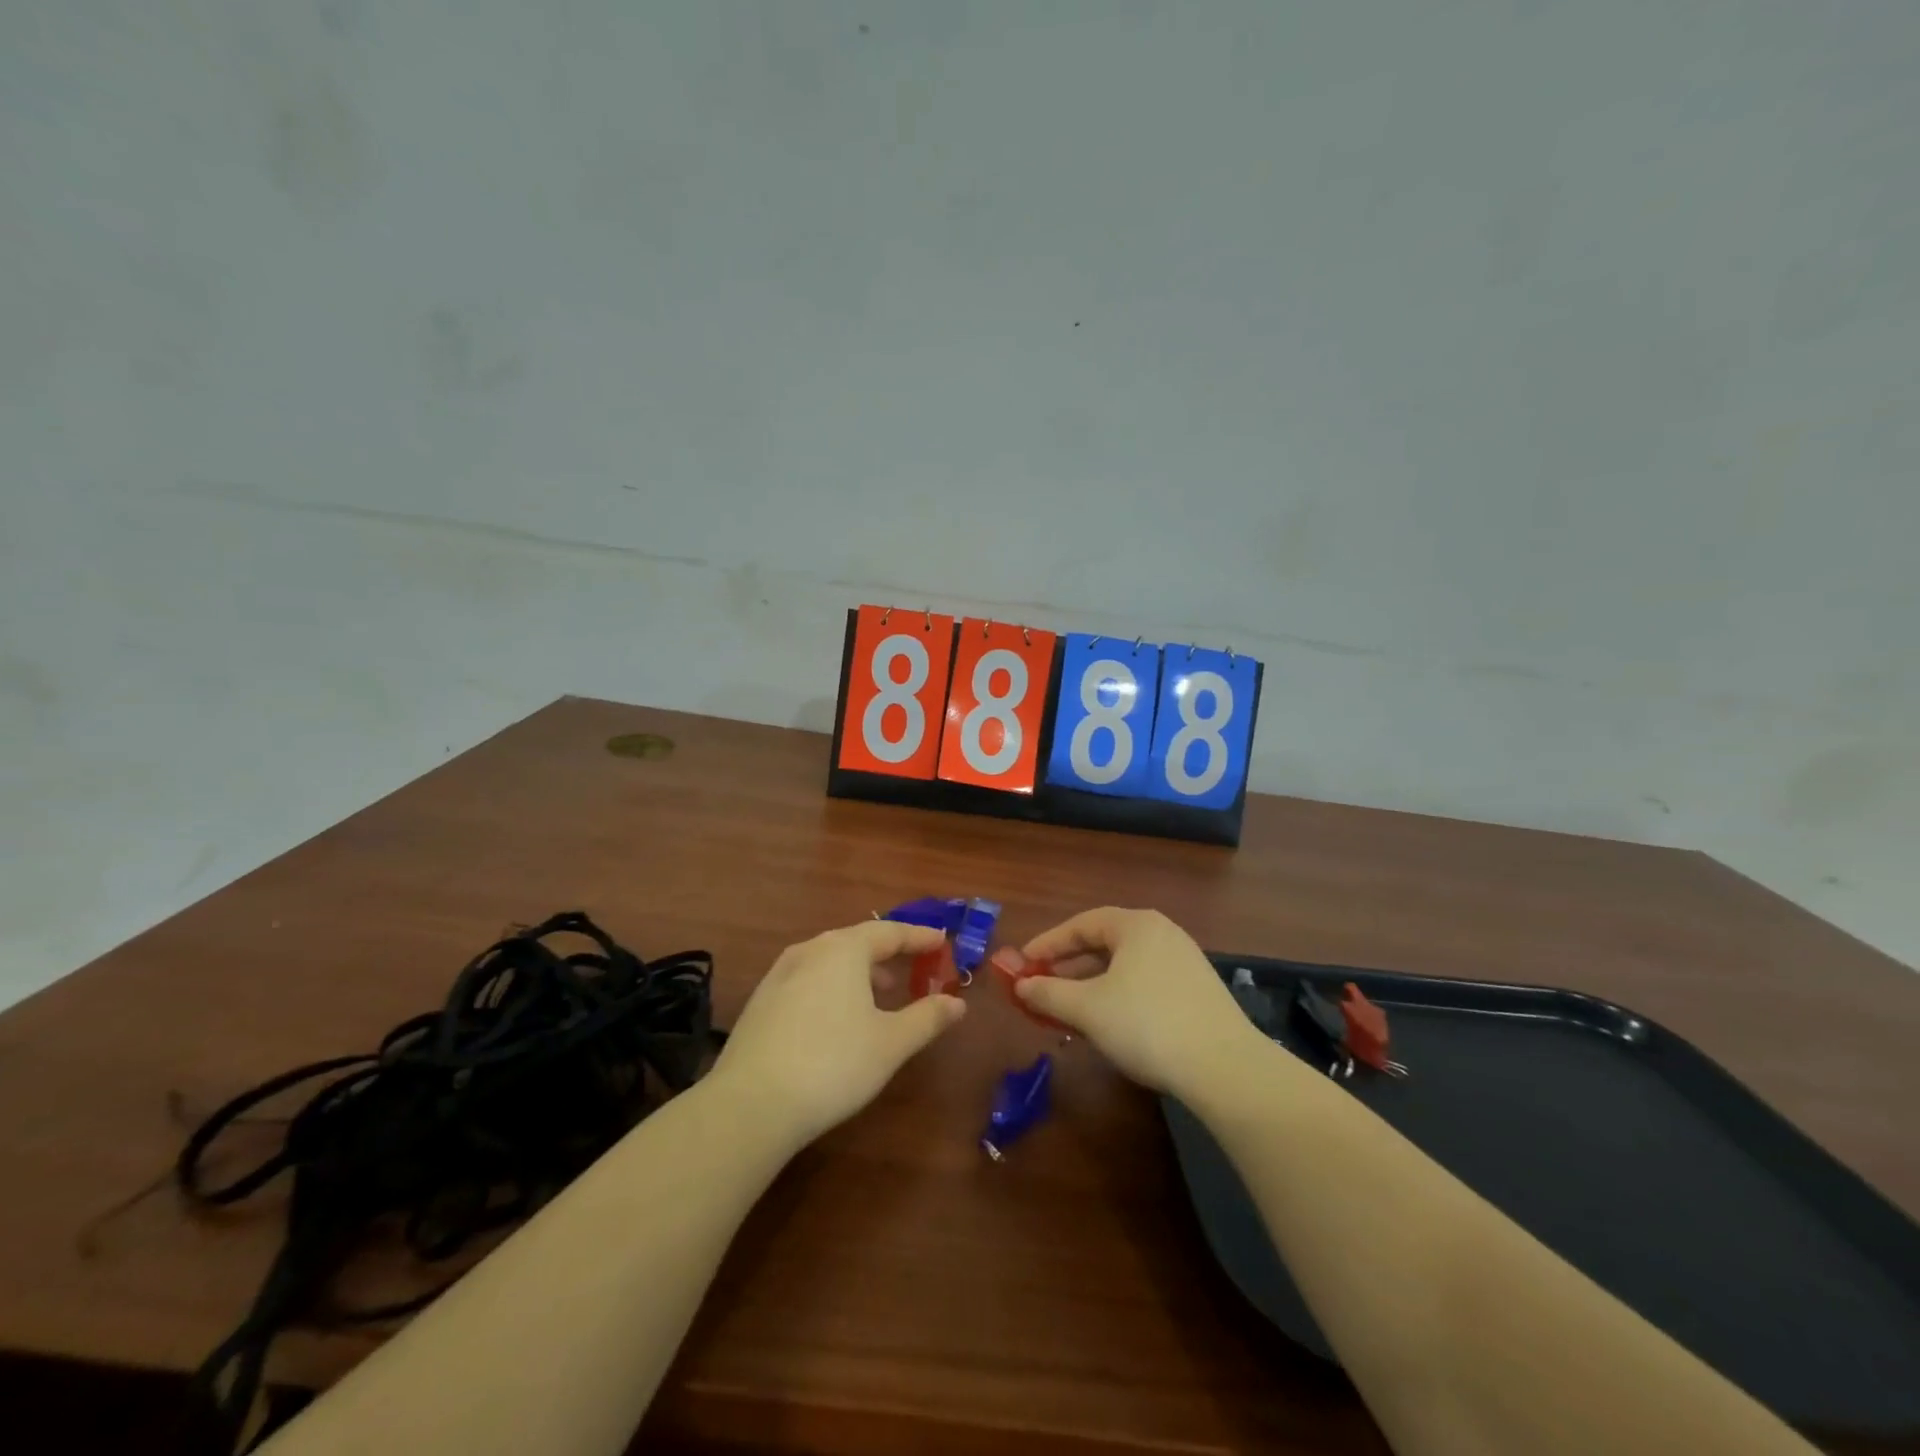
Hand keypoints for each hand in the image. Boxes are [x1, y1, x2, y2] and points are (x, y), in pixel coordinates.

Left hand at [710, 920, 966, 1144]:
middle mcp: (809, 951)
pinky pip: (807, 980)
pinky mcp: (760, 1002)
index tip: (941, 941)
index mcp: (844, 950)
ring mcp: (779, 975)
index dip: (919, 937)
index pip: (889, 932)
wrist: (751, 1104)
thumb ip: (927, 1018)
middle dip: (887, 953)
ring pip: (829, 961)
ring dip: (858, 971)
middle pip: (856, 941)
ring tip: (878, 994)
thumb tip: (957, 1003)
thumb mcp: (891, 1043)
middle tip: (911, 967)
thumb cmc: (833, 1064)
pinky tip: (836, 1017)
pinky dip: (832, 987)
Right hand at [1018, 908, 1263, 1096]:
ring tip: (1069, 1011)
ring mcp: (1184, 962)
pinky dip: (1117, 997)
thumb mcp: (1087, 1009)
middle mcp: (1162, 934)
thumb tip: (1021, 985)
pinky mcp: (1197, 992)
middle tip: (1041, 987)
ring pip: (1124, 967)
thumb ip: (1048, 993)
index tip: (1022, 964)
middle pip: (1103, 944)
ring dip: (1091, 986)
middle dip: (1068, 967)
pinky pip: (1144, 984)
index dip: (1047, 943)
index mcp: (1136, 925)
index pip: (1081, 924)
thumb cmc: (1146, 1024)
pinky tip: (1109, 1025)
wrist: (1225, 1068)